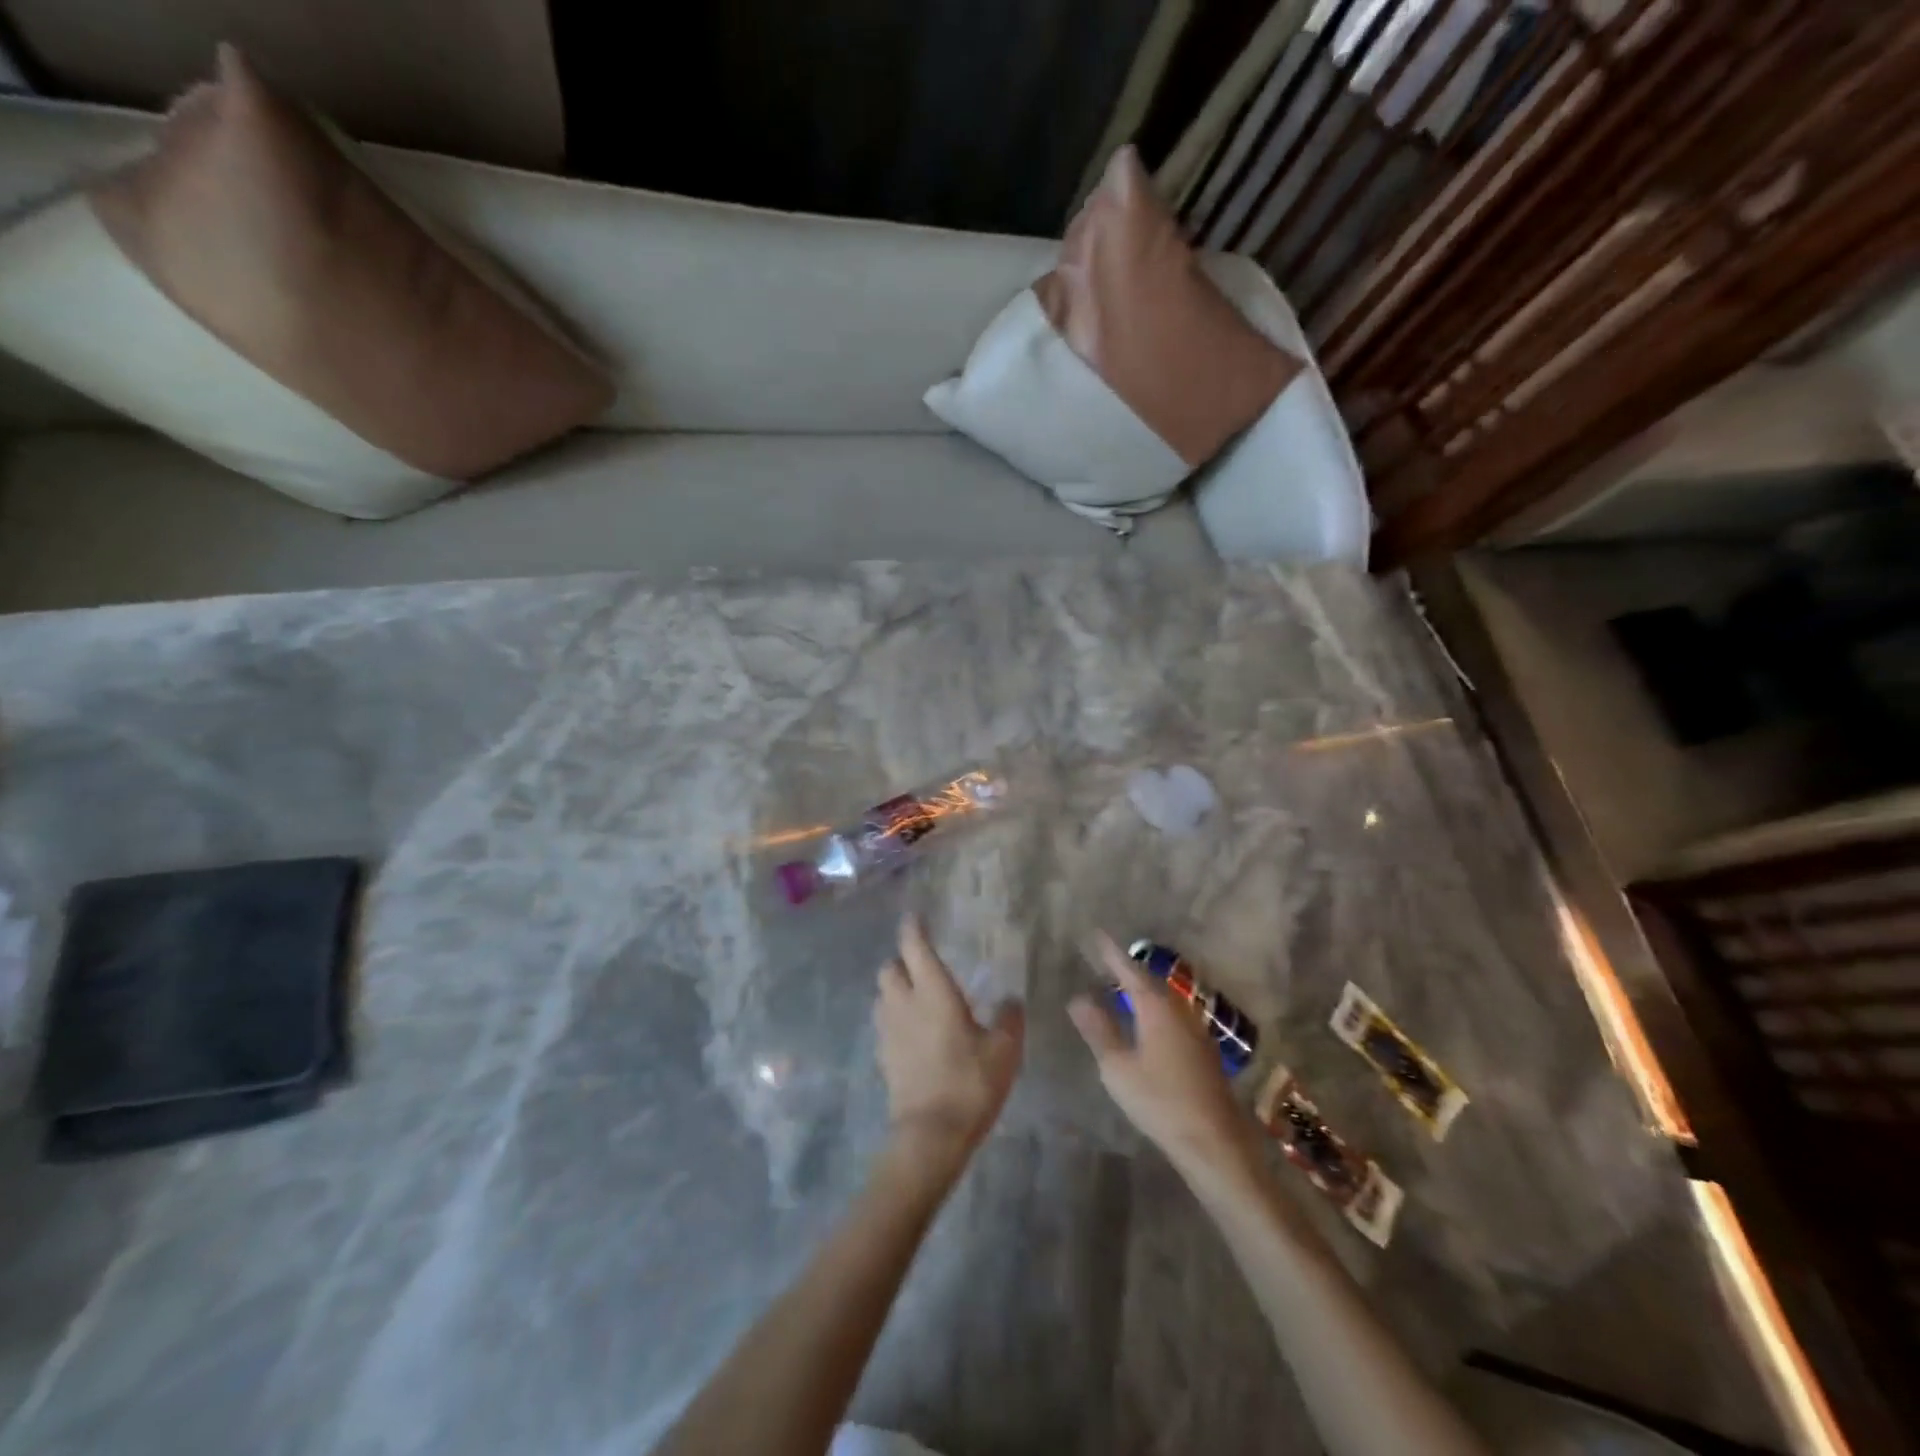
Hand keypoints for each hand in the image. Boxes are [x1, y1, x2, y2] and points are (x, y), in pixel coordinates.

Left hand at [874, 915, 1023, 1175]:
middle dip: (901, 960)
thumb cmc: (970, 1083)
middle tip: (922, 964)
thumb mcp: (1004, 1050)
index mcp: (933, 991)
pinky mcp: (883, 1057)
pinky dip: (895, 1017)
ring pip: (882, 995)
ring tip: (917, 996)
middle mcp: (904, 1003)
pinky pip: (884, 1023)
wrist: (930, 1135)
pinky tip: (913, 1031)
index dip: (914, 928)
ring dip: (895, 989)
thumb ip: (1009, 1019)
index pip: (914, 946)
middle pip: (889, 968)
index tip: (916, 916)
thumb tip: (1011, 1000)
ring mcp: (889, 1031)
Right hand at [1069, 934, 1254, 1174]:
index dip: (1111, 953)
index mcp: (1157, 1008)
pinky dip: (1154, 1006)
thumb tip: (1078, 998)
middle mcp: (1179, 1010)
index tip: (1096, 934)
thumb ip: (1099, 1030)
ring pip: (1164, 997)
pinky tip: (1146, 1018)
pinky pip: (1172, 1013)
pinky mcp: (1202, 1049)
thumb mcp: (1118, 1067)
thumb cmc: (1160, 1102)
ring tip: (1120, 984)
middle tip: (1104, 957)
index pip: (1129, 970)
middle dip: (1127, 968)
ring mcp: (1195, 1029)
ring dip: (1142, 987)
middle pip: (1150, 980)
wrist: (1214, 1143)